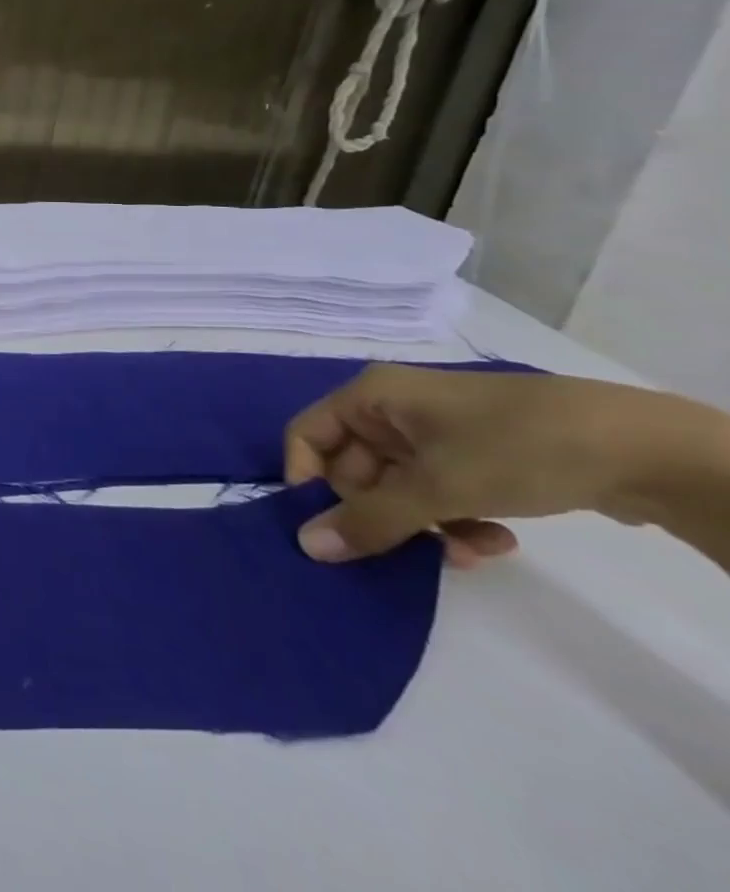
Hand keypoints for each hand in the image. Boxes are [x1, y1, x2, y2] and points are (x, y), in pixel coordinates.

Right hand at [281, 364, 718, 567]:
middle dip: (383, 515)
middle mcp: (393, 410)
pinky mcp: (475, 455)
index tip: (334, 530)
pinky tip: (497, 541)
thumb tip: (307, 546)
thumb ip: (369, 520)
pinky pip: (439, 491)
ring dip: (424, 526)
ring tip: (470, 552)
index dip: (309, 482)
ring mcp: (436, 432)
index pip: (308, 437)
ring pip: (400, 487)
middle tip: (417, 552)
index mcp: (370, 397)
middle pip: (355, 468)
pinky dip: (456, 520)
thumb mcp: (437, 487)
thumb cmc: (514, 447)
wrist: (644, 447)